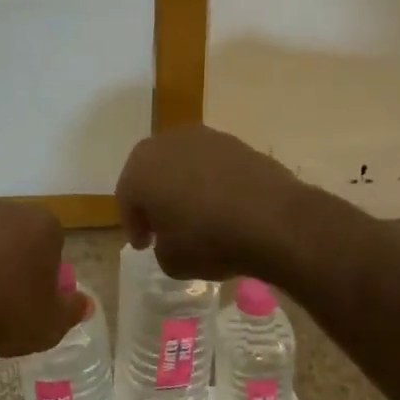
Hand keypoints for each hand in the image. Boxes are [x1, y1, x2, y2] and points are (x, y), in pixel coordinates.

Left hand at [0, 202, 85, 361]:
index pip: (55, 240)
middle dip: (23, 259)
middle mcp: (8, 211)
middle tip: (17, 297)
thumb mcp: (52, 323)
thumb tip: (85, 303)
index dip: (50, 268)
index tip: (42, 294)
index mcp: (42, 223)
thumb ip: (73, 309)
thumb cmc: (9, 313)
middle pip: (23, 235)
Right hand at [116, 125, 304, 281]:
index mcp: (140, 169)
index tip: (144, 245)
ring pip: (182, 164)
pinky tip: (224, 205)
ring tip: (197, 214)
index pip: (127, 198)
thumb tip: (170, 239)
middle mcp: (165, 144)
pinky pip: (212, 164)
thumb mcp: (172, 262)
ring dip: (183, 186)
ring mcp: (202, 138)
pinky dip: (212, 182)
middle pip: (151, 172)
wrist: (273, 219)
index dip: (133, 224)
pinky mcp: (235, 142)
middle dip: (155, 198)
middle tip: (163, 226)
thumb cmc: (209, 240)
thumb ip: (161, 247)